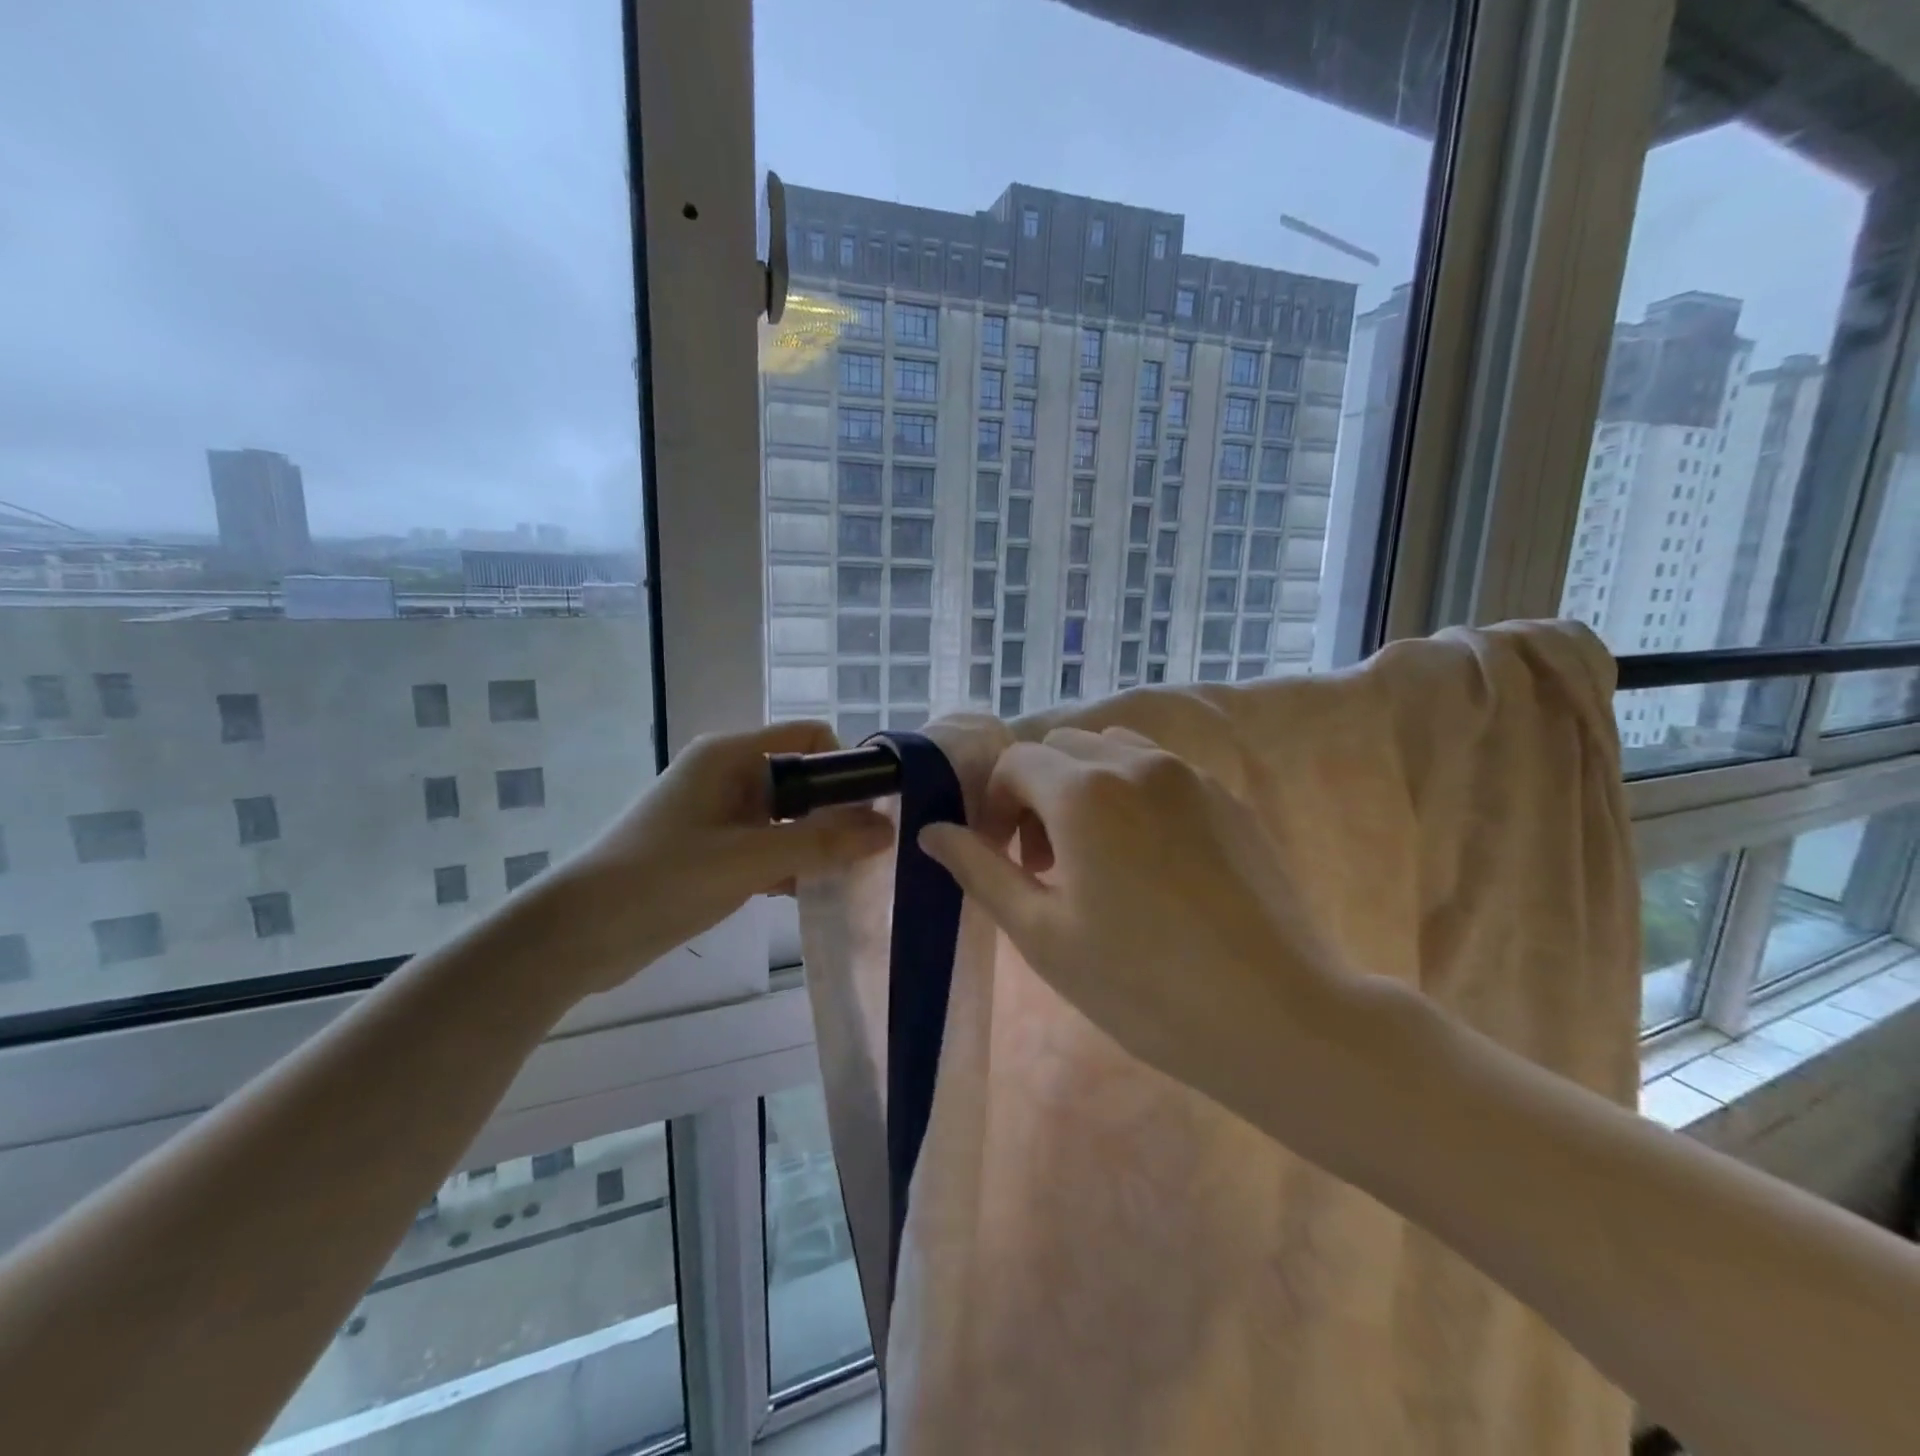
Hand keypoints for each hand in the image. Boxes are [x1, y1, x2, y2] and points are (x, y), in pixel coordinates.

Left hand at [545, 721, 893, 995]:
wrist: (577, 934)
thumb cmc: (663, 880)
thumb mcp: (749, 859)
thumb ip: (821, 842)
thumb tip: (887, 829)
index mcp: (731, 755)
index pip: (810, 737)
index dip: (848, 763)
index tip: (878, 806)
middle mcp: (727, 773)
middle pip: (802, 776)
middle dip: (838, 808)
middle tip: (872, 848)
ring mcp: (718, 812)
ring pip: (787, 814)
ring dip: (817, 839)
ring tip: (850, 873)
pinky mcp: (712, 847)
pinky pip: (767, 842)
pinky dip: (790, 860)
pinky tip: (810, 890)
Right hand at [919, 727, 1356, 1114]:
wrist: (1276, 1016)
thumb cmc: (1142, 984)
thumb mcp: (1042, 934)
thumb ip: (982, 870)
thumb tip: (933, 832)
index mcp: (1084, 791)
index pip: (1015, 762)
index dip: (995, 804)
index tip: (1004, 858)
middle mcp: (1137, 763)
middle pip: (1062, 748)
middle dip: (1037, 793)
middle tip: (1046, 864)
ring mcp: (1191, 776)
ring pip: (1114, 751)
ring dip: (1085, 787)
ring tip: (1097, 856)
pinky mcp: (1229, 799)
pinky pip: (1162, 773)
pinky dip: (1133, 796)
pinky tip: (1152, 864)